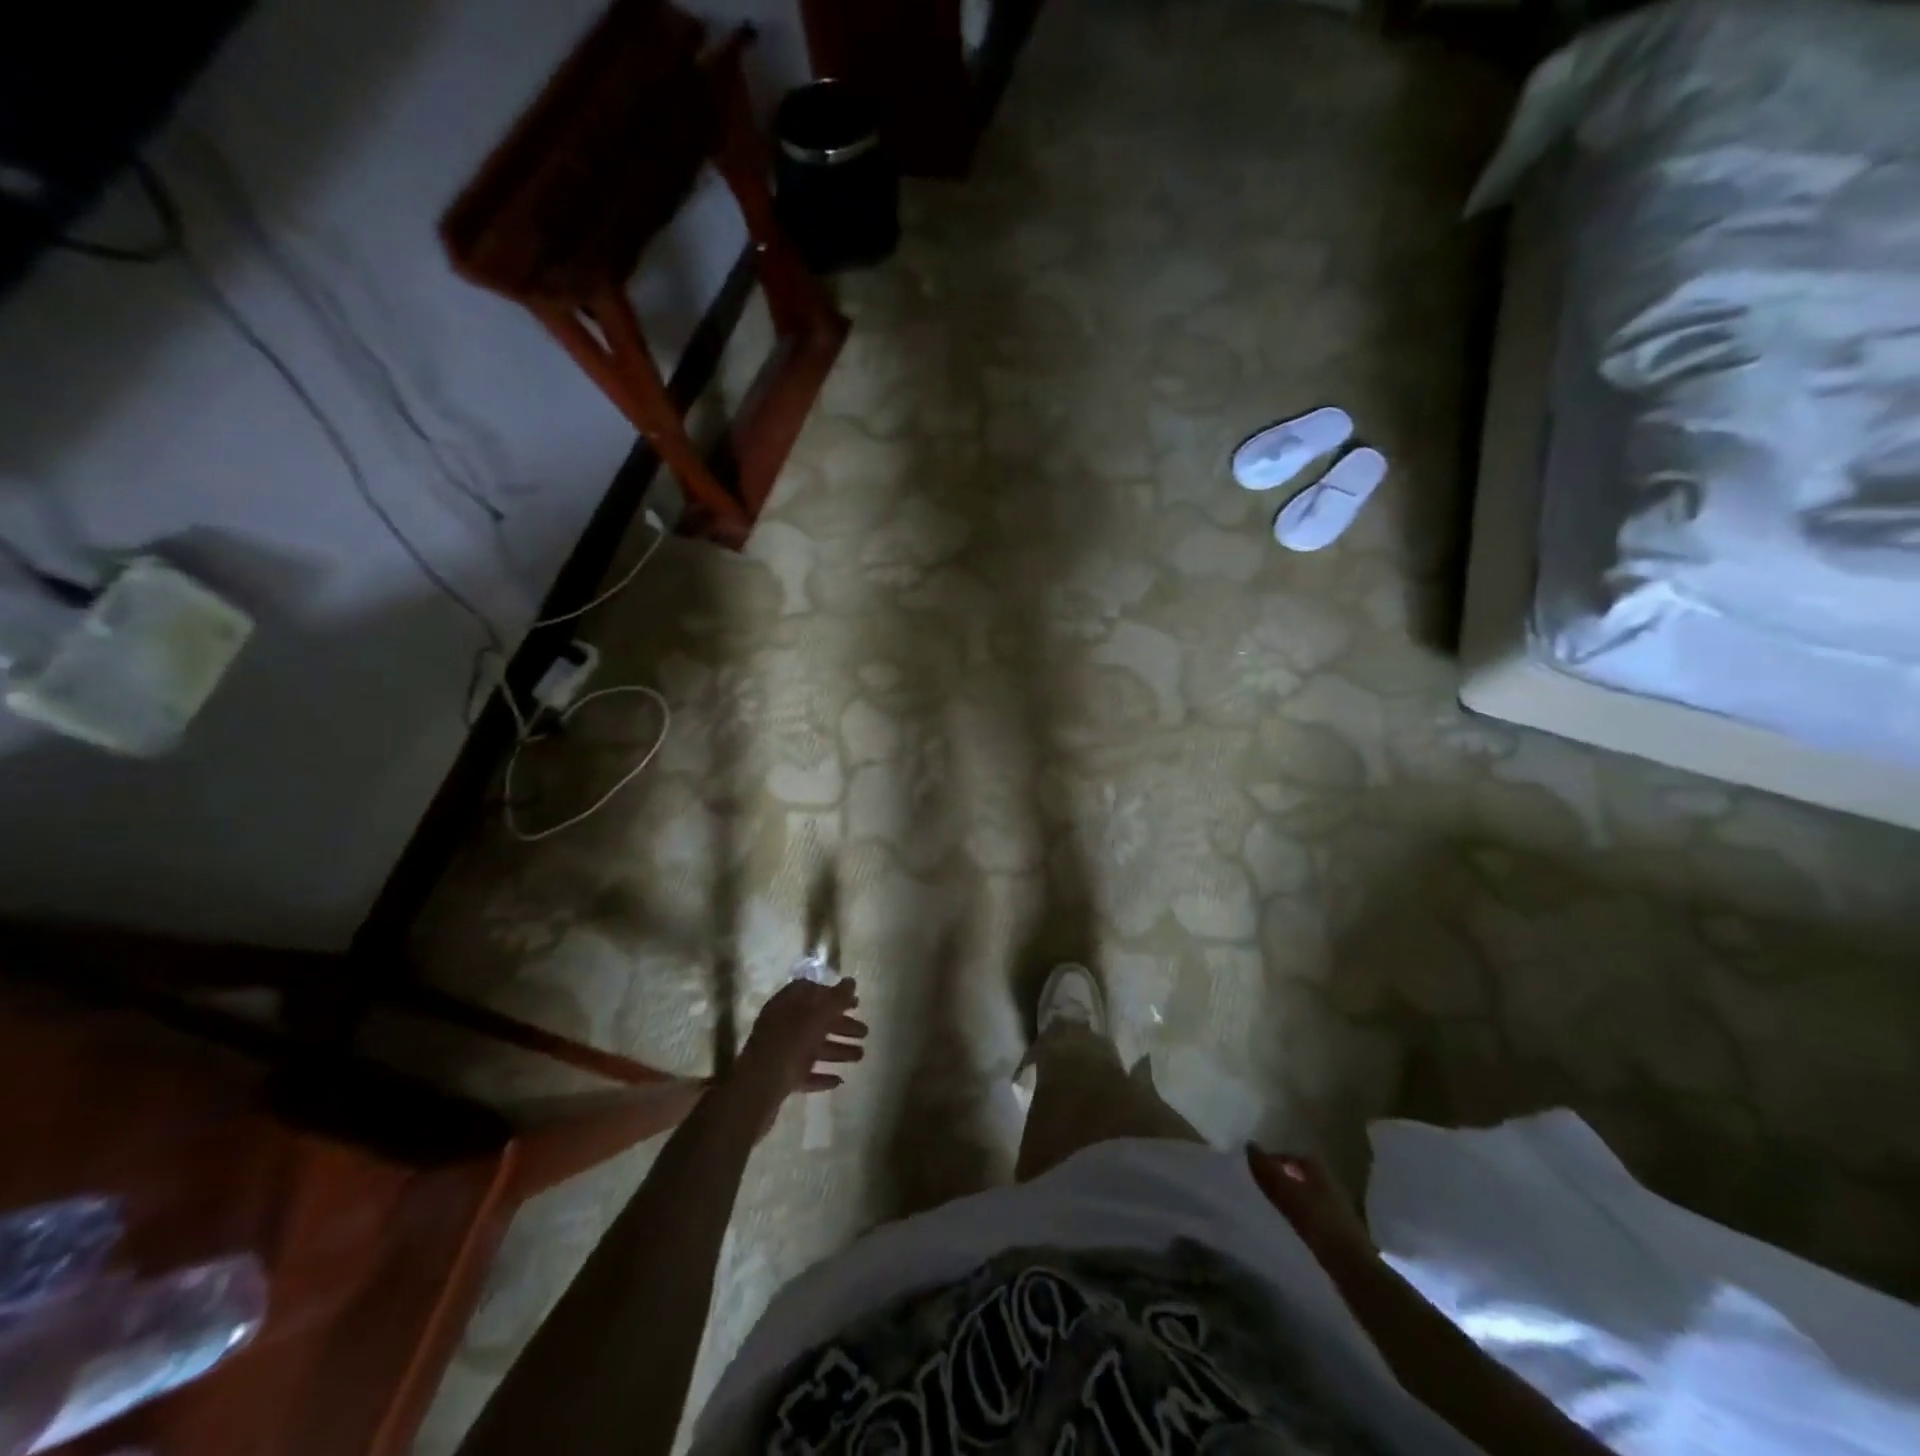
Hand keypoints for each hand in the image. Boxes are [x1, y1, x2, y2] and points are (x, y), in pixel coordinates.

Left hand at [729, 978, 867, 1131]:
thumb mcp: (817, 1016)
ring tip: (860, 1056)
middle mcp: (782, 1024)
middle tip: (865, 1032)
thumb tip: (851, 982)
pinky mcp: (780, 1078)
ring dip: (837, 1050)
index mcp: (787, 1004)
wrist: (757, 1089)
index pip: (812, 991)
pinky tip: (839, 1080)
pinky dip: (822, 1075)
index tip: (854, 1003)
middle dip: (841, 1025)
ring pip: (813, 1047)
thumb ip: (836, 999)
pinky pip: (805, 1073)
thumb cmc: (790, 1044)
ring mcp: (779, 1052)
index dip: (834, 995)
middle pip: (816, 1020)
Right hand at [1246, 1147, 1375, 1267]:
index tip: (1255, 1170)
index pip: (1289, 1155)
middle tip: (1259, 1186)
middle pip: (1298, 1174)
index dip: (1271, 1160)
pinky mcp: (1338, 1228)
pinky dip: (1298, 1213)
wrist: (1353, 1266)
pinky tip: (1288, 1224)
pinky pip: (1311, 1212)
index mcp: (1317, 1167)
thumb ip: (1267, 1171)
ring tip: (1270, 1205)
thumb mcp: (1287, 1193)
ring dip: (1289, 1196)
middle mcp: (1328, 1181)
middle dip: (1280, 1177)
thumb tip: (1248, 1145)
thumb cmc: (1319, 1222)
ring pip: (1305, 1193)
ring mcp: (1335, 1205)